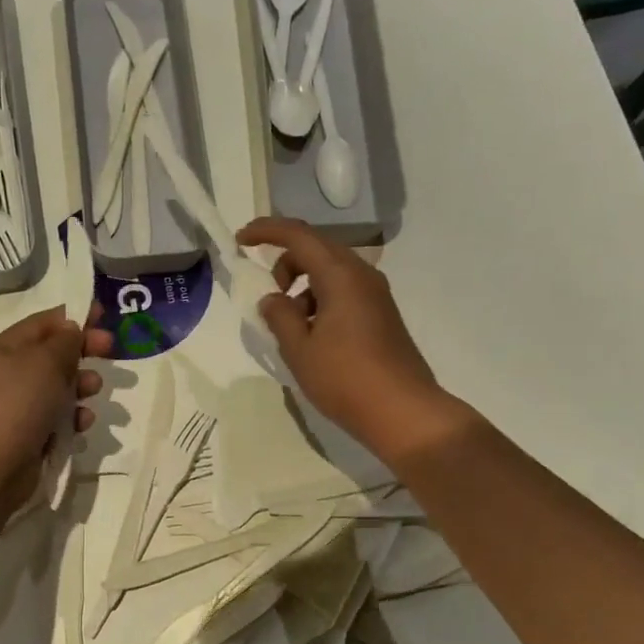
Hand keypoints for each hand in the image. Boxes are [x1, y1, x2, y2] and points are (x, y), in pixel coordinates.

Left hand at [0, 307, 111, 516]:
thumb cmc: (16, 404)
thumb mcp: (44, 362)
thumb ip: (64, 341)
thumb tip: (71, 330)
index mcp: (3, 349)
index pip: (42, 323)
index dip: (74, 317)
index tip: (104, 316)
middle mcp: (8, 374)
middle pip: (53, 354)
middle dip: (82, 352)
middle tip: (111, 350)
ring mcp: (17, 406)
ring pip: (59, 387)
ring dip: (81, 386)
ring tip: (93, 391)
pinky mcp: (29, 434)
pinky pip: (57, 418)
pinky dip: (73, 417)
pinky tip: (82, 423)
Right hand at [239, 217, 467, 465]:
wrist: (403, 412)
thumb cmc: (345, 379)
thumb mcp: (299, 349)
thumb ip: (279, 316)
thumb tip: (273, 299)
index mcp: (340, 275)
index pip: (298, 235)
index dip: (266, 231)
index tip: (240, 241)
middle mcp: (361, 275)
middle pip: (315, 249)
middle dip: (285, 264)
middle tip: (269, 297)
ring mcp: (375, 294)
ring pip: (329, 271)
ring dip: (302, 286)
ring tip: (291, 327)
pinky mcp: (380, 314)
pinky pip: (343, 291)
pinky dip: (320, 300)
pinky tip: (313, 336)